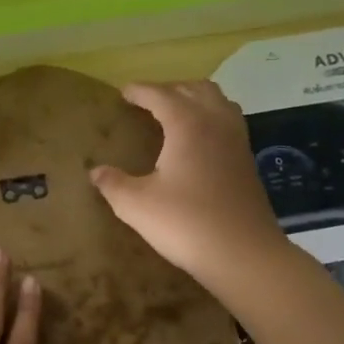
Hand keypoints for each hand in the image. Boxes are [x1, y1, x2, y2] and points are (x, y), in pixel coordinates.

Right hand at [89, 81, 285, 286]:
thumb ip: (113, 184)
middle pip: (195, 89)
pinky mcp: (247, 162)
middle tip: (147, 102)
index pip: (161, 95)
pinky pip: (228, 123)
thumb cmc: (185, 223)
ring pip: (218, 102)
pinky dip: (210, 118)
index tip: (123, 92)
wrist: (243, 254)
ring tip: (175, 113)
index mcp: (187, 125)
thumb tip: (96, 172)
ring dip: (195, 99)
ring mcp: (237, 142)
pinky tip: (197, 142)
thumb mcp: (136, 205)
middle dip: (169, 89)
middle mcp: (216, 124)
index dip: (140, 91)